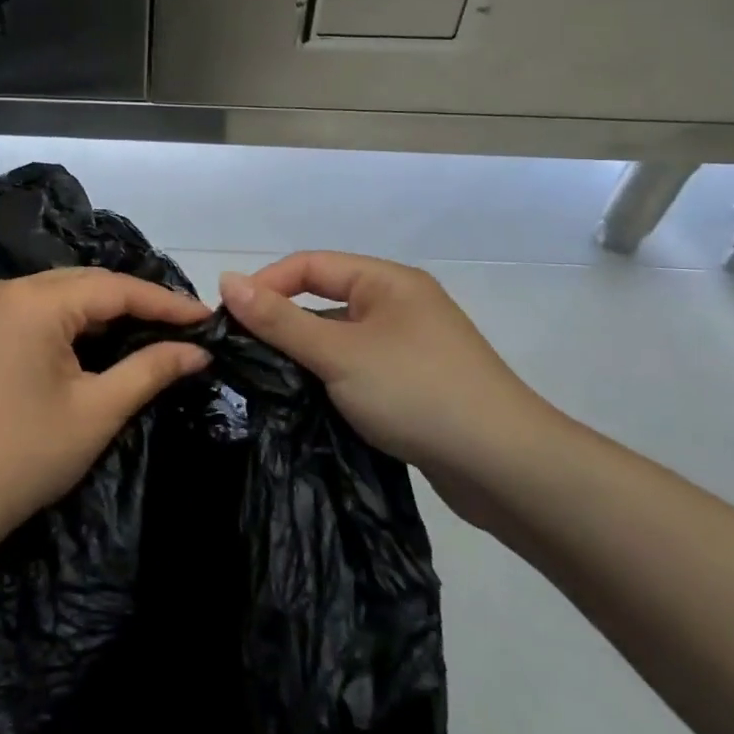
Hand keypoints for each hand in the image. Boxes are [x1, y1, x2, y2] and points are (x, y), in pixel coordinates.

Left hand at [0, 268, 212, 550]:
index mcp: (34, 301)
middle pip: (86, 283)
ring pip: (61, 294)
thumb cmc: (23, 456)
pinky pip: (37, 309)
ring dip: (105, 311)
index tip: (207, 317)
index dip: (164, 303)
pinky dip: (72, 321)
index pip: (114, 289)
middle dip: (136, 303)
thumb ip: (150, 369)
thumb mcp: (97, 411)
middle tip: (183, 326)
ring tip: (152, 330)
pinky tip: (100, 339)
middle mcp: (7, 288)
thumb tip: (198, 350)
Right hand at [219, 253, 566, 526]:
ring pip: (339, 339)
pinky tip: (307, 404)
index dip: (266, 284)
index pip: (310, 265)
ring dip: (305, 356)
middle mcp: (399, 305)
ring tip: (266, 383)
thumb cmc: (417, 392)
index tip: (230, 319)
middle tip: (243, 355)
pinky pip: (357, 369)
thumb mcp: (338, 353)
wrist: (506, 468)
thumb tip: (226, 279)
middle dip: (283, 324)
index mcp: (387, 282)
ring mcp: (409, 347)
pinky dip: (330, 380)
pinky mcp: (414, 385)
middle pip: (324, 300)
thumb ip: (280, 320)